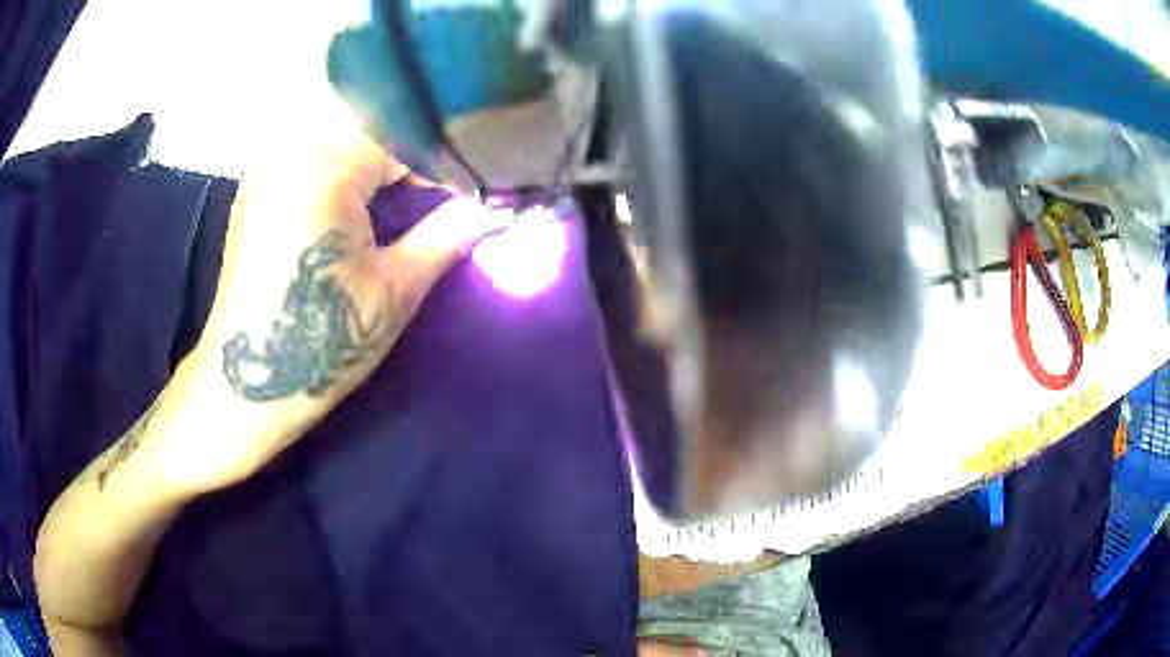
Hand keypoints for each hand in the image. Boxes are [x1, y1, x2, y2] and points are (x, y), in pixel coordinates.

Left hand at [161, 132, 503, 494]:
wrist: (247, 383)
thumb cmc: (320, 341)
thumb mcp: (395, 289)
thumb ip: (449, 234)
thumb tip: (500, 209)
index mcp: (324, 163)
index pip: (405, 135)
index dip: (445, 165)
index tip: (472, 196)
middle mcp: (290, 147)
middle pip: (372, 131)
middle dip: (414, 162)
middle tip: (444, 200)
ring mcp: (268, 165)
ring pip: (343, 141)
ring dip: (380, 166)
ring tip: (407, 205)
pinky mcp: (258, 188)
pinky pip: (314, 158)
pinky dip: (347, 173)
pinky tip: (361, 208)